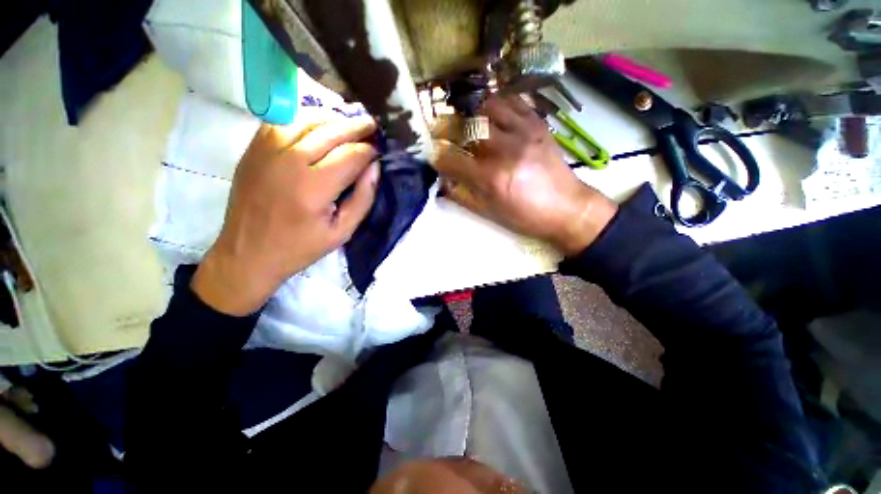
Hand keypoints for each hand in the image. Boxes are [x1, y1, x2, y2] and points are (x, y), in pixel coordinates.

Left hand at [192, 118, 379, 315]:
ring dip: (333, 118)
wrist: (247, 253)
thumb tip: (375, 168)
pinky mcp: (253, 149)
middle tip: (372, 126)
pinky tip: (318, 124)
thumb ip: (363, 198)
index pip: (351, 155)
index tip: (379, 151)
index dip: (370, 150)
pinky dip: (305, 117)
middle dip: (357, 127)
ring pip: (306, 119)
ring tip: (349, 123)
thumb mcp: (342, 232)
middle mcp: (289, 162)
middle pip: (331, 131)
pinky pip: (283, 121)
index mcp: (314, 188)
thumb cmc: (300, 247)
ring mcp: (267, 151)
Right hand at [433, 95, 616, 255]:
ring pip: (488, 105)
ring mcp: (524, 132)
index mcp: (491, 178)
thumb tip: (442, 181)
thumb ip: (462, 196)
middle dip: (449, 127)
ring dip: (473, 112)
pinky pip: (514, 102)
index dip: (437, 156)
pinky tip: (494, 115)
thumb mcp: (489, 213)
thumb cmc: (525, 216)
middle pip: (467, 125)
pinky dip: (498, 105)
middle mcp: (505, 150)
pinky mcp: (538, 124)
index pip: (451, 158)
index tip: (434, 155)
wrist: (568, 208)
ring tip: (470, 122)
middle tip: (445, 132)